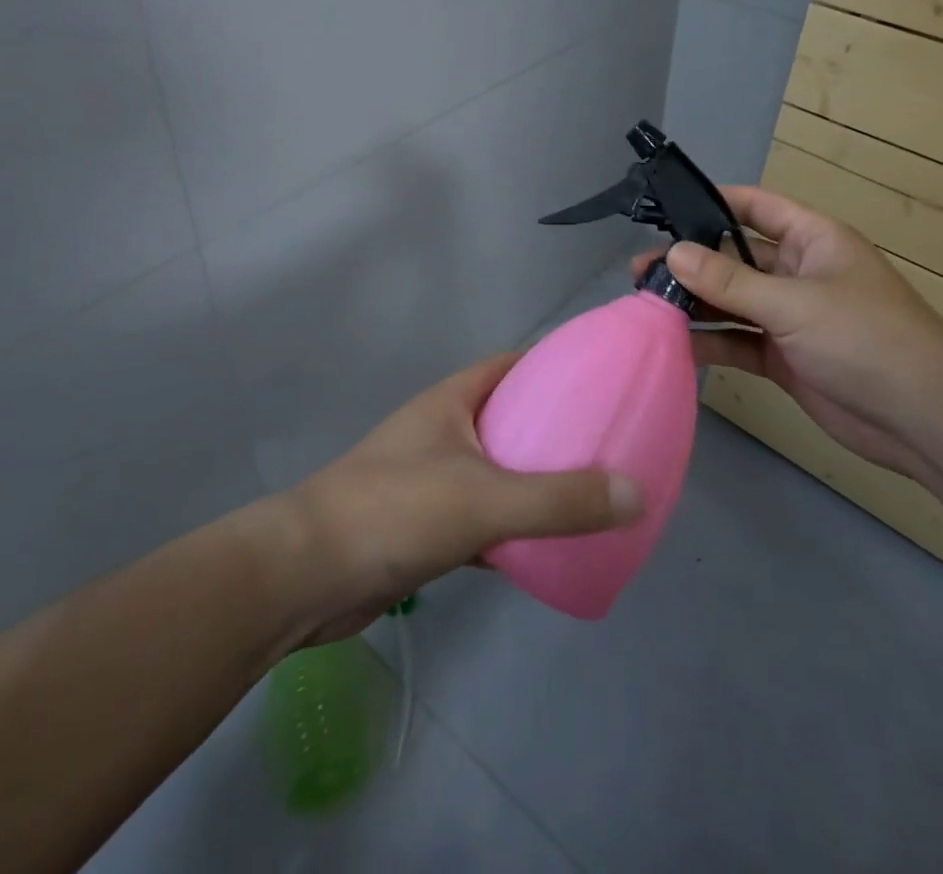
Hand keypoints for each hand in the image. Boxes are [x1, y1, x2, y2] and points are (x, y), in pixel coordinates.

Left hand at [279, 354, 644, 643]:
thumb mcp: (486, 498)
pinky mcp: (422, 527)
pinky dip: (510, 528)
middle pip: (508, 418)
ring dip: (534, 482)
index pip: (511, 366)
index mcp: (451, 402)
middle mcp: (441, 432)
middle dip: (552, 429)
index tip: (600, 381)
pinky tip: (544, 548)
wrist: (305, 576)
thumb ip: (560, 499)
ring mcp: (429, 479)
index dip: (554, 366)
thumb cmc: (394, 511)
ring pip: (496, 471)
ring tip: (588, 494)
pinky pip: (481, 518)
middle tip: (606, 445)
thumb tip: (637, 493)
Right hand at [633, 187, 942, 483]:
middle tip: (640, 271)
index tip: (664, 210)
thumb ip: (730, 282)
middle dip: (691, 262)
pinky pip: (739, 342)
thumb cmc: (866, 339)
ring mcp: (790, 318)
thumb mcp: (794, 303)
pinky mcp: (785, 358)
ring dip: (695, 304)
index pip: (754, 207)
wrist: (924, 420)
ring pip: (732, 302)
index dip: (712, 202)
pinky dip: (711, 343)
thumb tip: (673, 253)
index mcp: (812, 240)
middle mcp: (798, 273)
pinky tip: (675, 344)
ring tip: (646, 305)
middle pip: (734, 258)